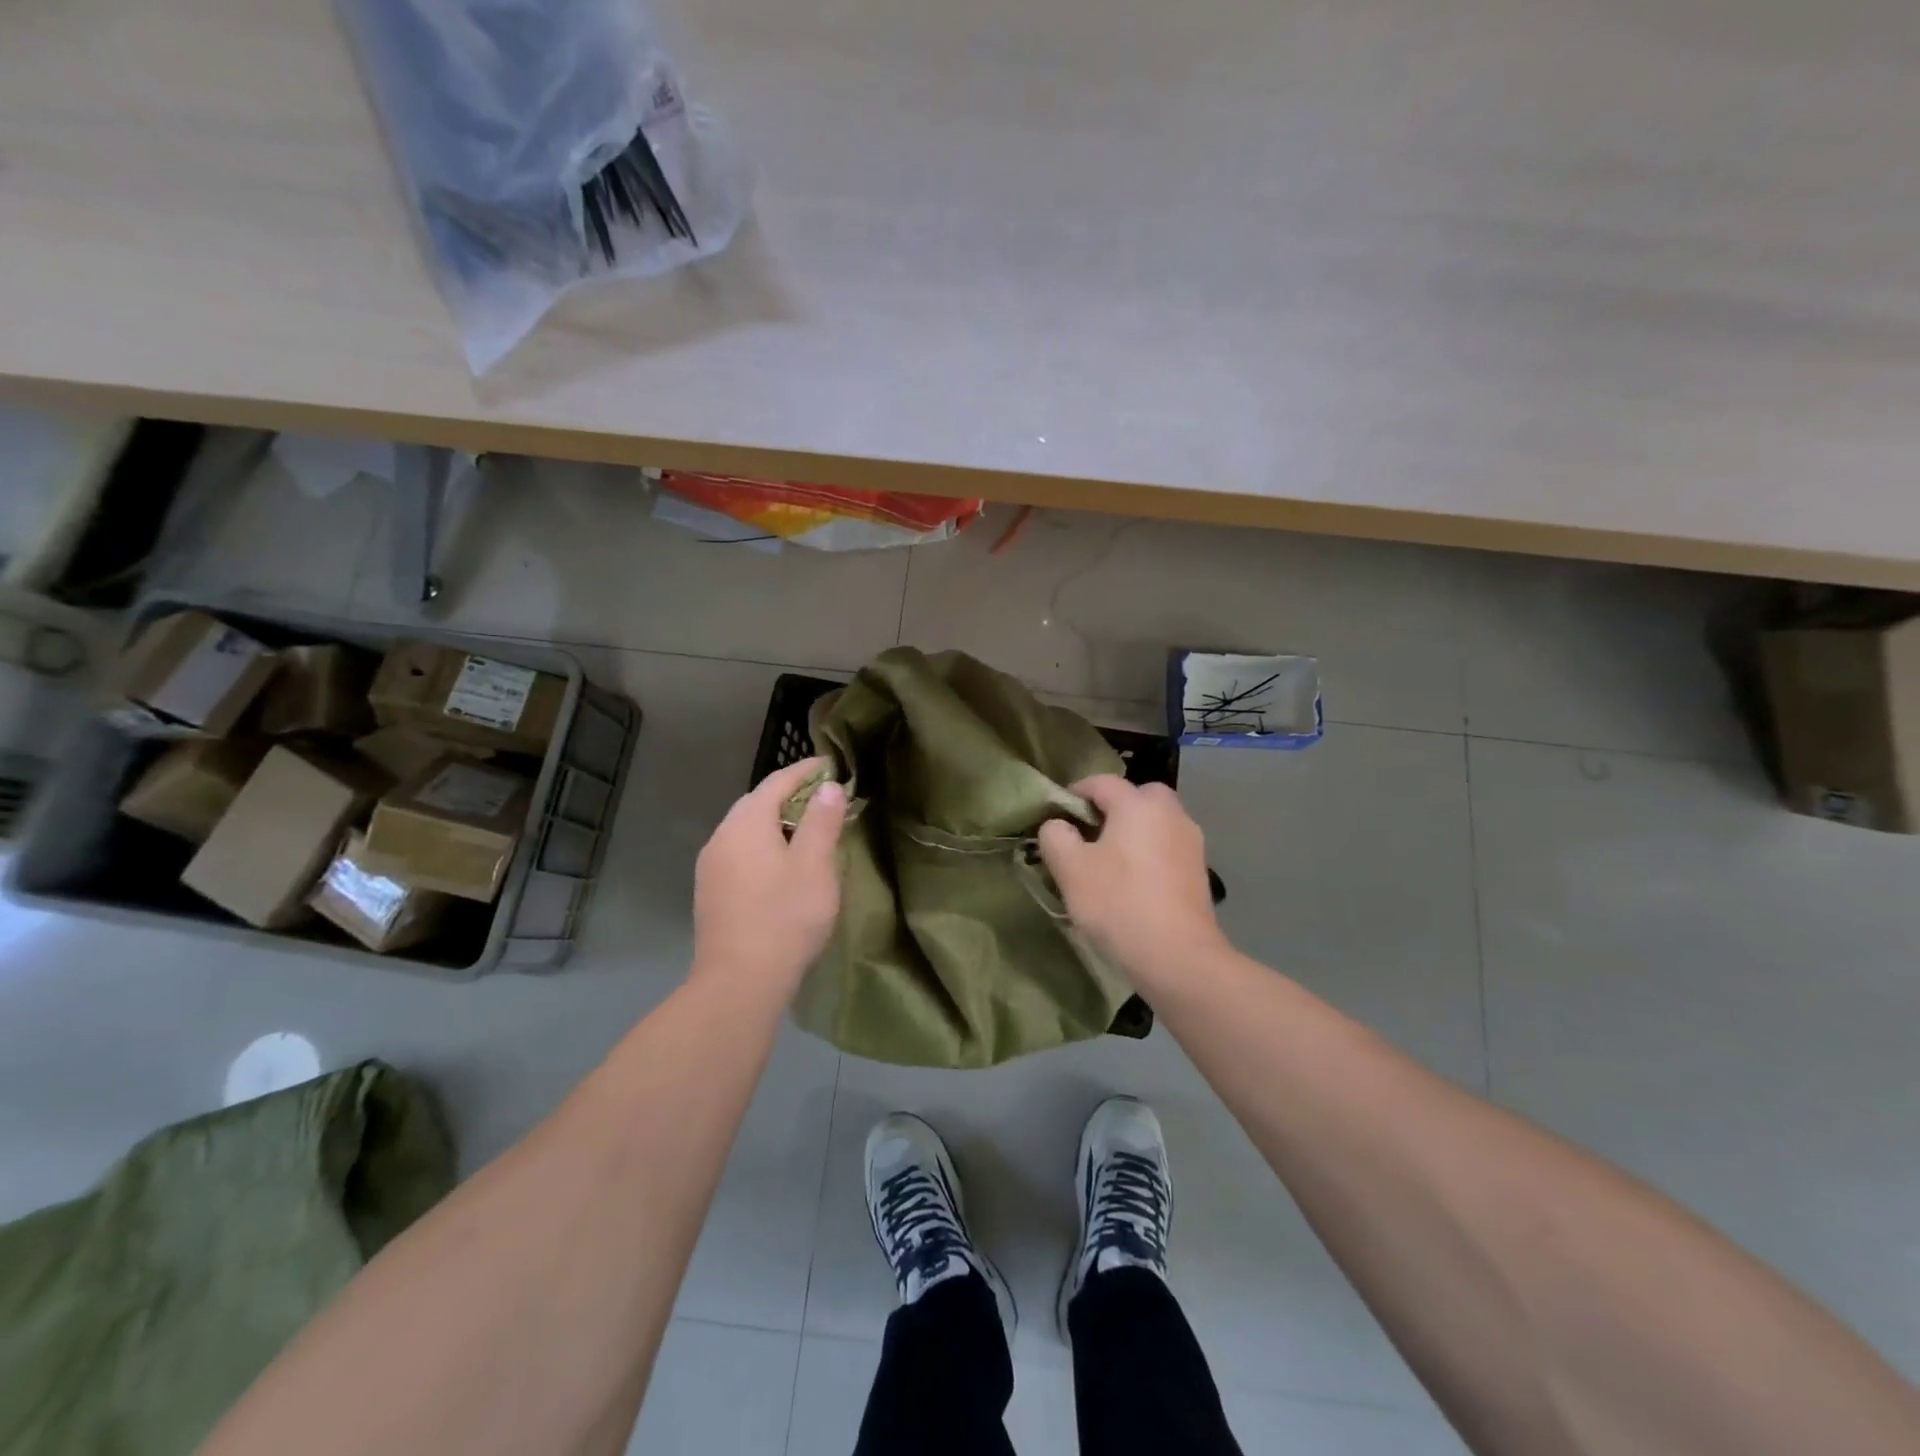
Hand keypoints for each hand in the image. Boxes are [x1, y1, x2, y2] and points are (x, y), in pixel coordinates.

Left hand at [692, 757, 847, 997]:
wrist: (739, 983)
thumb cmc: (785, 917)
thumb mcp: (815, 865)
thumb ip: (822, 820)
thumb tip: (827, 786)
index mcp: (746, 823)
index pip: (777, 781)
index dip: (806, 770)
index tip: (832, 765)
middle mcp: (721, 836)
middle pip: (758, 803)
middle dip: (791, 795)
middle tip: (826, 798)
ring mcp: (711, 866)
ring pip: (747, 829)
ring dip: (777, 822)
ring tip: (809, 830)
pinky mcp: (711, 891)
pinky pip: (740, 853)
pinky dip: (764, 845)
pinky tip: (782, 865)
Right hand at [1039, 775, 1227, 989]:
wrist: (1178, 957)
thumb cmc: (1119, 903)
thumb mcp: (1071, 869)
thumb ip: (1056, 837)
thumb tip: (1058, 826)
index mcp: (1138, 804)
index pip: (1101, 782)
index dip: (1074, 794)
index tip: (1057, 817)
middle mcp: (1170, 813)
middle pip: (1137, 796)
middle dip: (1112, 808)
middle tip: (1088, 836)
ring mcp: (1191, 841)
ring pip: (1155, 822)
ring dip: (1132, 832)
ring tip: (1109, 862)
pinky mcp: (1199, 870)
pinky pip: (1167, 847)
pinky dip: (1149, 854)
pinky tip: (1134, 883)